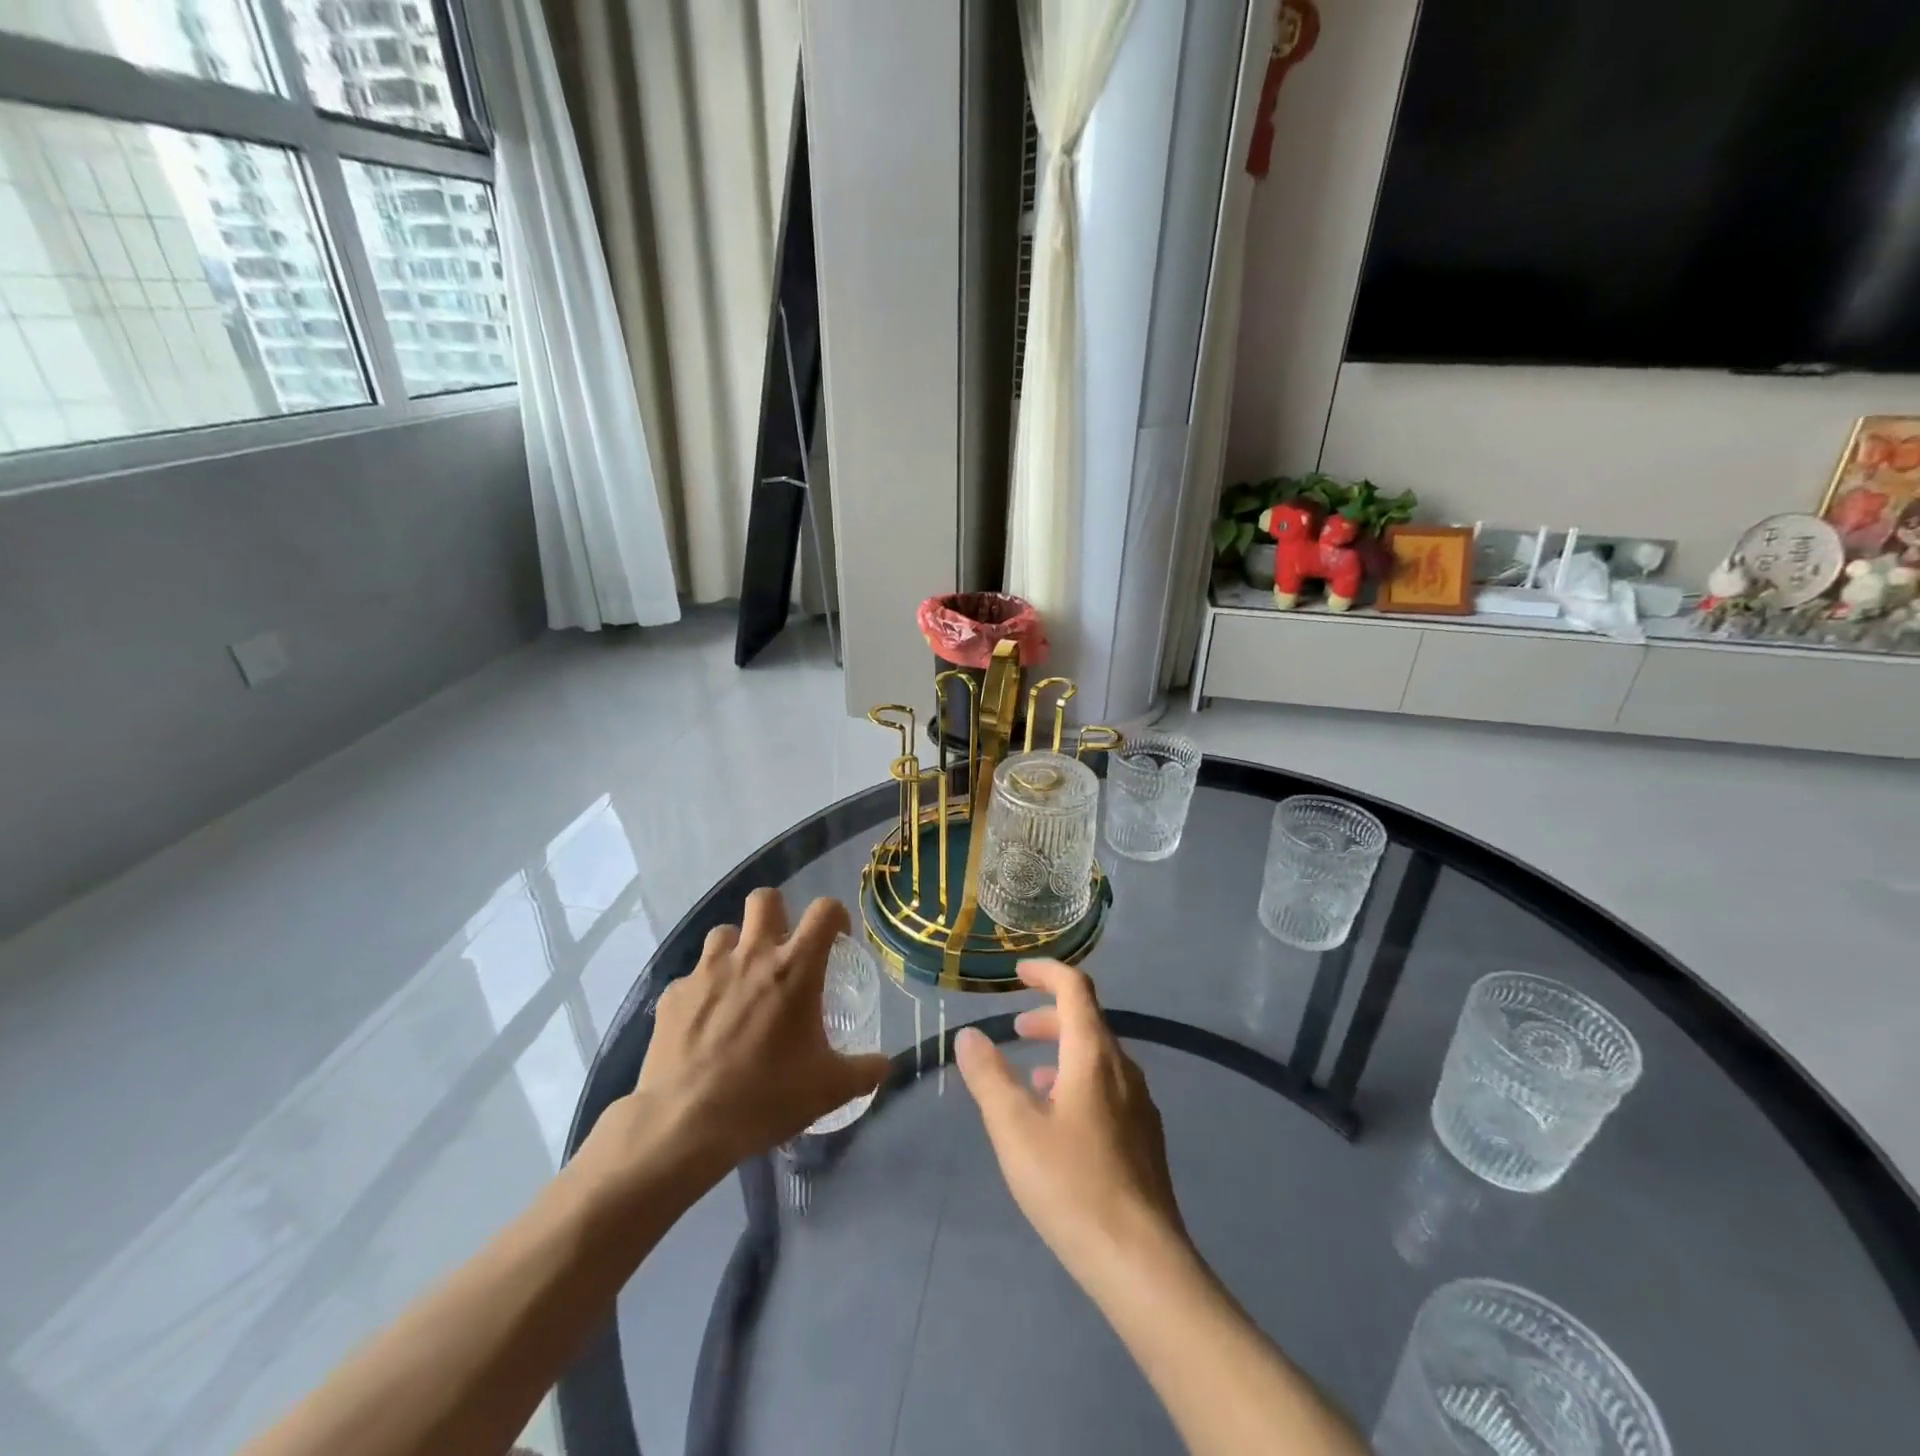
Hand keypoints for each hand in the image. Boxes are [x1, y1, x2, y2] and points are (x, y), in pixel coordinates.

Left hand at [611, 890, 890, 1176]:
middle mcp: (752, 955)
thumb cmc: (766, 1098)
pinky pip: (692, 976)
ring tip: (741, 984)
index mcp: (795, 968)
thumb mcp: (828, 1090)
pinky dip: (704, 990)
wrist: (684, 1126)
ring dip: (737, 949)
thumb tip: (885, 1064)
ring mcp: (707, 971)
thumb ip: (864, 1071)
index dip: (835, 916)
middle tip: (783, 950)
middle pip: (765, 899)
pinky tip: (705, 1024)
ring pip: (724, 932)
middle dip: (778, 914)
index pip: (824, 910)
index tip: (836, 939)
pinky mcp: (673, 994)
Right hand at [954, 960, 1185, 1281]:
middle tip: (1016, 1029)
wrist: (1141, 1262)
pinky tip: (1061, 1121)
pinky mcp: (1146, 1137)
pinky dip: (1079, 1081)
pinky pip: (1109, 1087)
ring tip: (1031, 1077)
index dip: (1046, 973)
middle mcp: (1123, 1068)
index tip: (1018, 974)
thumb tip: (968, 1036)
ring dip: (1063, 1051)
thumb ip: (989, 1077)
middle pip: (1088, 1021)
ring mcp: (1140, 1104)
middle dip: (1050, 1016)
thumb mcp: (1015, 1128)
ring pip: (1099, 1057)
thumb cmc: (1071, 1185)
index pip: (1075, 989)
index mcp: (1093, 1054)